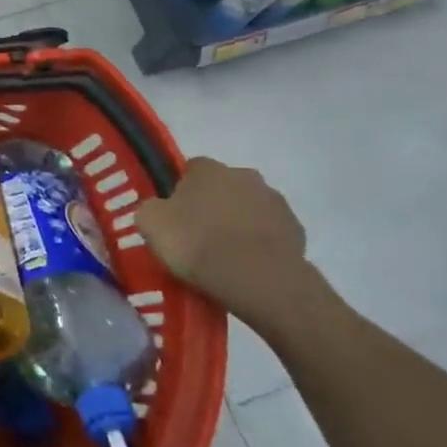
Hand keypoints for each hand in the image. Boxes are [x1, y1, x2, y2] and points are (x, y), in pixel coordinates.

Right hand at [137, 158, 314, 329]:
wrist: (256, 278)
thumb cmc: (196, 242)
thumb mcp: (149, 223)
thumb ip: (152, 208)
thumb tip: (159, 209)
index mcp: (208, 169)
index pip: (190, 169)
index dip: (180, 191)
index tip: (174, 216)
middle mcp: (245, 176)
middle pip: (223, 187)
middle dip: (213, 204)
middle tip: (198, 235)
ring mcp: (276, 202)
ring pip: (249, 208)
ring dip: (238, 223)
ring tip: (223, 255)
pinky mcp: (296, 231)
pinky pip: (270, 233)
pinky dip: (259, 244)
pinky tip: (247, 265)